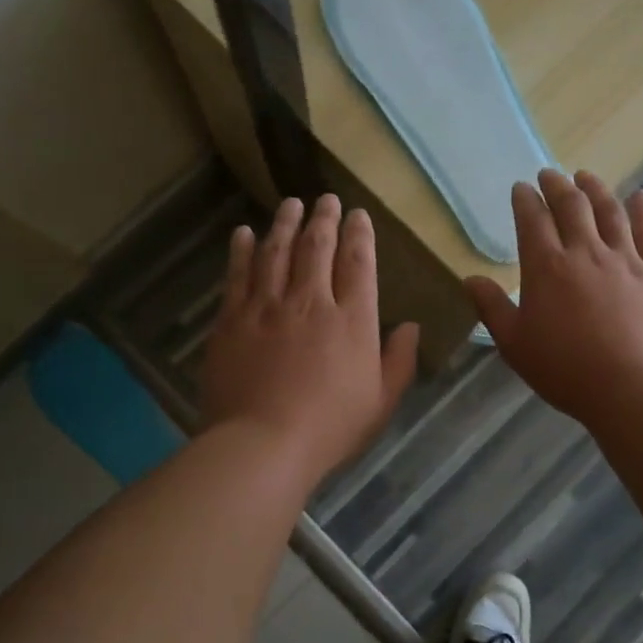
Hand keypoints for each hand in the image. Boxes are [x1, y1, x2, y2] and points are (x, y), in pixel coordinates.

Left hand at [201, 195, 419, 484]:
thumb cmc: (330, 428)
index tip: (358, 215)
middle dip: (324, 218)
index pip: (358, 263)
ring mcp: (267, 307)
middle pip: (318, 247)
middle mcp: (311, 301)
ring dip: (285, 223)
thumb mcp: (381, 401)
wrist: (263, 444)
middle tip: (326, 198)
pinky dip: (241, 250)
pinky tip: (243, 233)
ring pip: (276, 251)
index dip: (359, 235)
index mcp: (352, 320)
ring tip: (291, 204)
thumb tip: (410, 326)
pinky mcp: (232, 319)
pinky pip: (237, 274)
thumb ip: (399, 360)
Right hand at [465, 169, 642, 423]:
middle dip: (557, 186)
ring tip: (586, 176)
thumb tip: (470, 279)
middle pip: (571, 206)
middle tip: (549, 175)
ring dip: (595, 189)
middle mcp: (585, 252)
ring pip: (609, 212)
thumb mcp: (514, 344)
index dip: (525, 200)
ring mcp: (623, 260)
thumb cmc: (563, 369)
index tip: (520, 189)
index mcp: (546, 267)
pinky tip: (640, 197)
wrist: (628, 387)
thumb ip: (492, 308)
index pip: (532, 220)